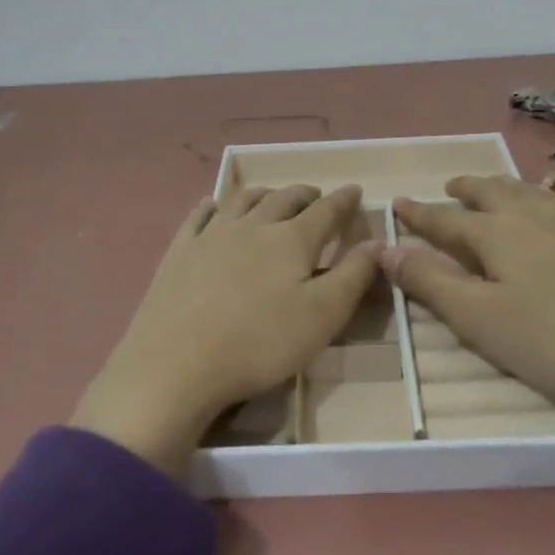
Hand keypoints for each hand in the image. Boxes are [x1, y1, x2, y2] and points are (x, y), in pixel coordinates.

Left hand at [72, 184, 382, 473]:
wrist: (176, 363)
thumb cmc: (259, 343)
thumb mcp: (322, 316)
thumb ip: (354, 276)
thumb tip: (378, 243)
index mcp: (292, 240)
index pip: (326, 211)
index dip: (344, 200)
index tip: (355, 190)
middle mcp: (253, 226)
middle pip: (284, 199)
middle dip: (305, 194)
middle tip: (316, 196)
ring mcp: (212, 235)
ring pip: (243, 200)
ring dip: (264, 194)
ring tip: (273, 196)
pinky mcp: (180, 251)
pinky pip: (200, 216)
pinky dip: (214, 205)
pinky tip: (214, 205)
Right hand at [387, 175, 554, 441]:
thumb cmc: (553, 342)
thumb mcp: (479, 319)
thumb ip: (430, 282)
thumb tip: (384, 249)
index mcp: (496, 233)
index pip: (446, 218)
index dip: (418, 214)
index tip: (396, 203)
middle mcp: (531, 218)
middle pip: (490, 193)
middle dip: (464, 189)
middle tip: (447, 187)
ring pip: (524, 193)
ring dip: (498, 187)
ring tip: (489, 189)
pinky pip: (551, 203)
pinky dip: (531, 198)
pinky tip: (542, 213)